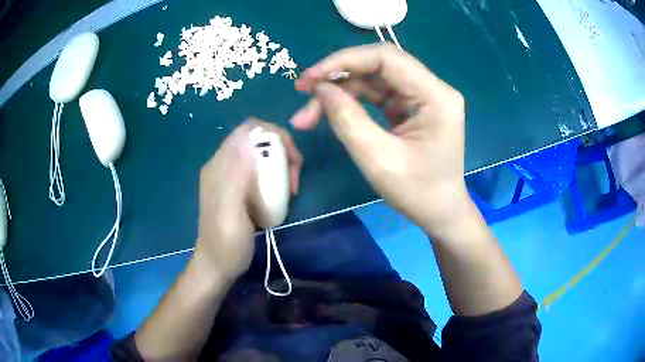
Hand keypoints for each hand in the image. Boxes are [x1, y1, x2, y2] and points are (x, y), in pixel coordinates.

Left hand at [196, 119, 302, 280]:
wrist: (217, 267)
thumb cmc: (226, 244)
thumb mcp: (230, 213)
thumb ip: (235, 176)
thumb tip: (247, 138)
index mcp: (219, 166)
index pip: (248, 131)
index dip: (274, 136)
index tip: (291, 159)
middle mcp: (223, 165)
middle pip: (258, 140)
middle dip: (282, 152)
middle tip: (294, 180)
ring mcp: (231, 177)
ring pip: (262, 155)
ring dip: (282, 165)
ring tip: (291, 189)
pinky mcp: (238, 188)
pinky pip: (261, 171)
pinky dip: (276, 177)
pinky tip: (281, 195)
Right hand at [291, 43, 469, 235]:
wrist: (440, 213)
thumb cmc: (417, 194)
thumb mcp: (378, 160)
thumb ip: (347, 119)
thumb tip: (319, 87)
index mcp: (435, 96)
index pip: (386, 58)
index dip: (343, 61)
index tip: (309, 78)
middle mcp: (432, 88)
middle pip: (379, 64)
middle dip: (338, 75)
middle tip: (304, 92)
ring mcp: (422, 95)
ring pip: (374, 78)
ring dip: (340, 90)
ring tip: (310, 112)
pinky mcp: (412, 105)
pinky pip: (377, 92)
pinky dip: (351, 99)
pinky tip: (330, 110)